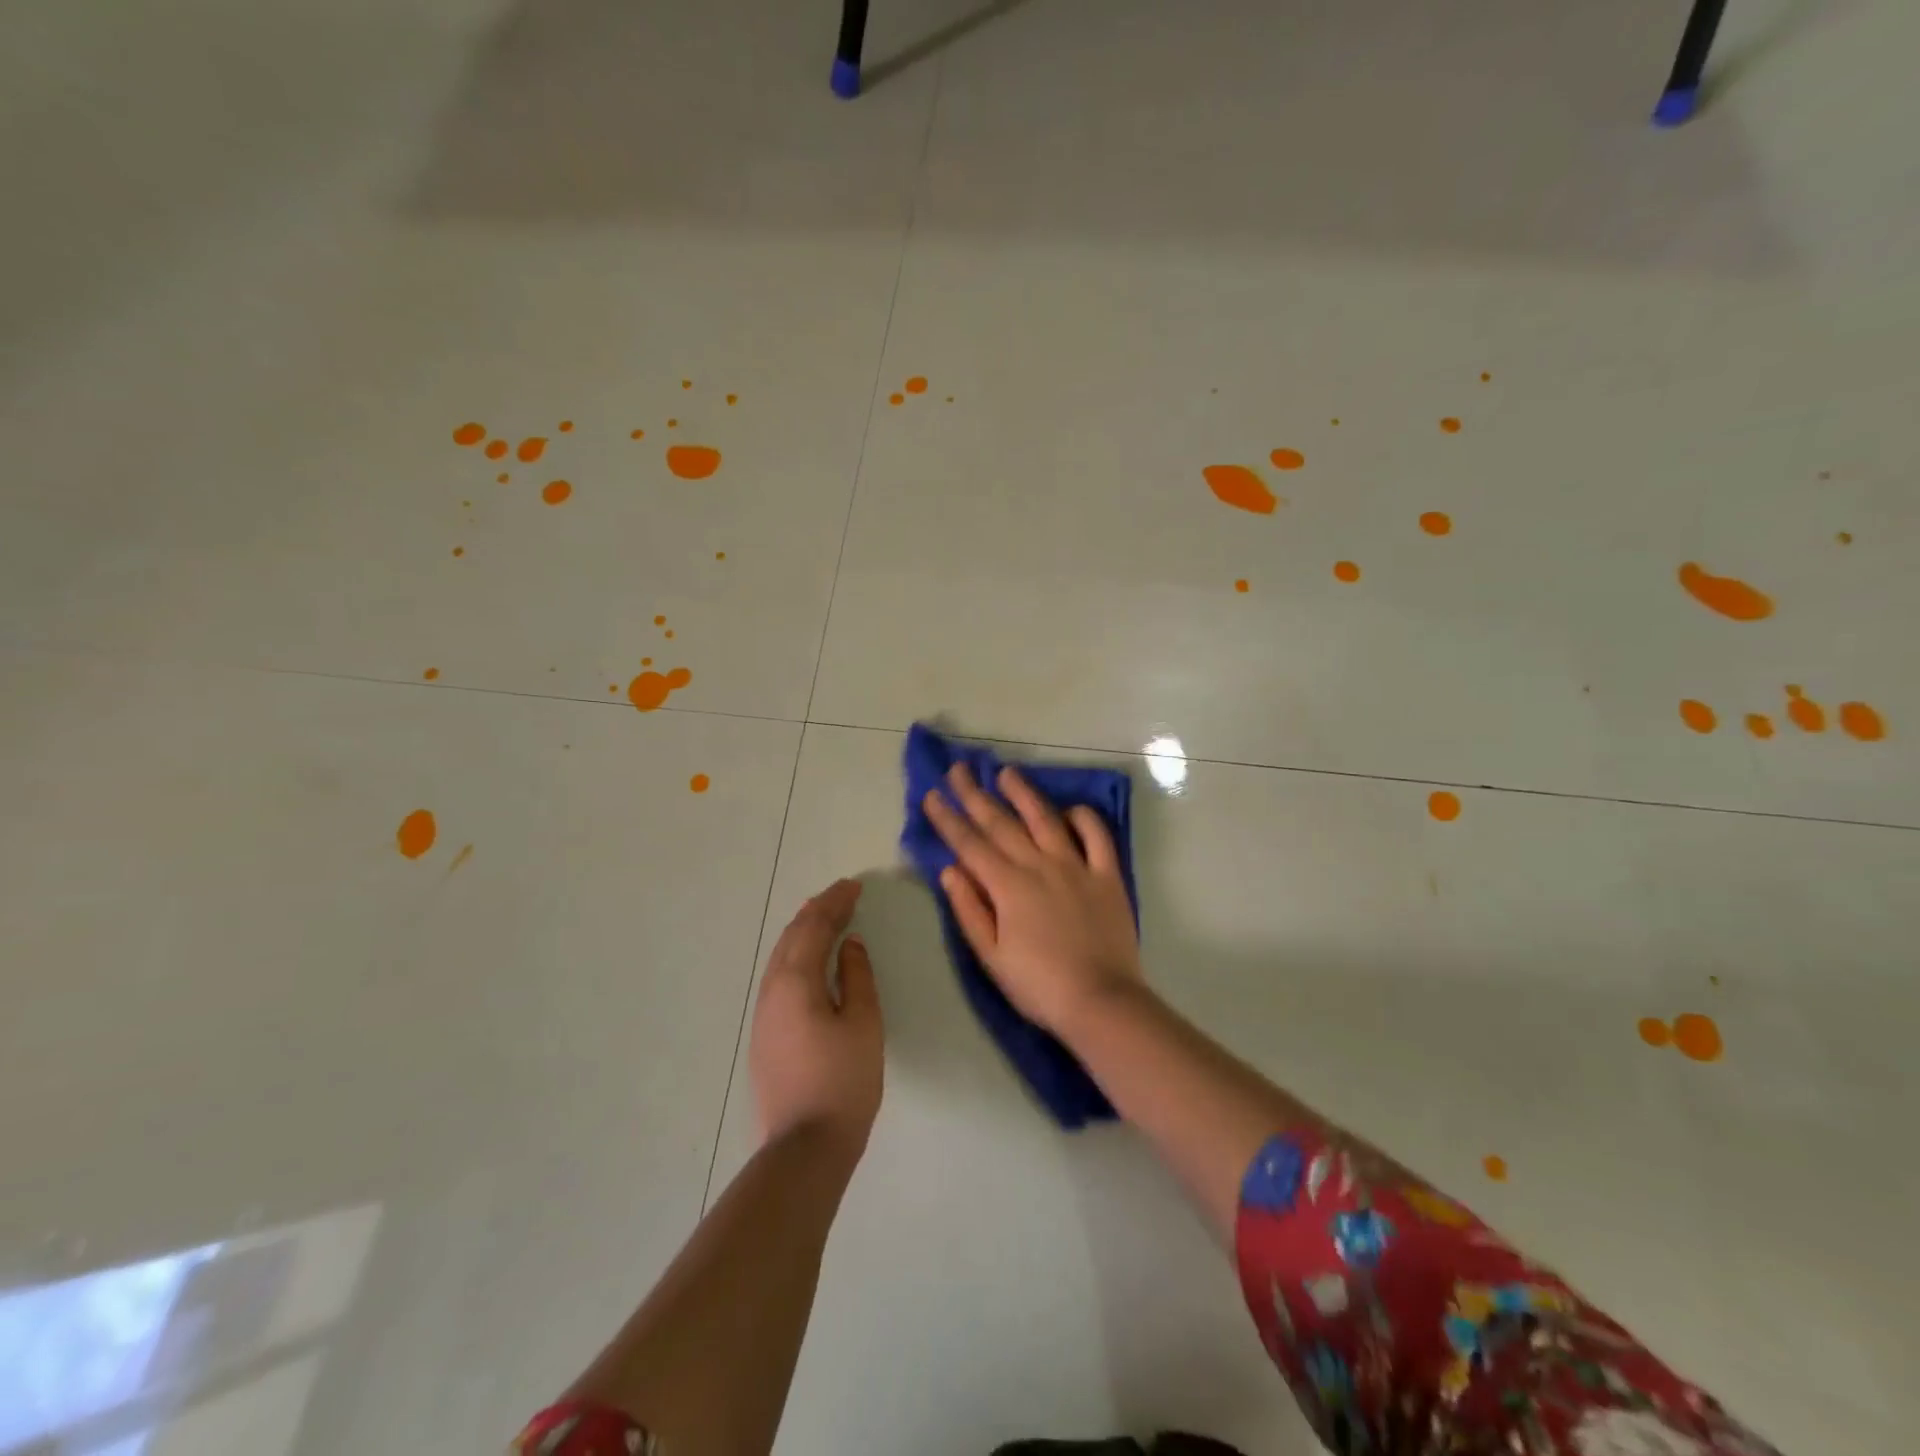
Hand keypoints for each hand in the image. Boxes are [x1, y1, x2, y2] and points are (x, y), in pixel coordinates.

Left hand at [749, 878, 883, 1161]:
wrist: (804, 1148)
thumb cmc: (843, 1081)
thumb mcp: (863, 1023)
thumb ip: (856, 977)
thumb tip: (849, 944)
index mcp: (796, 982)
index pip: (814, 928)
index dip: (835, 903)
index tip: (855, 886)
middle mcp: (771, 990)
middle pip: (792, 937)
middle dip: (816, 912)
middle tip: (841, 896)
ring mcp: (763, 1015)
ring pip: (781, 957)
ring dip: (803, 932)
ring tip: (824, 918)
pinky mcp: (763, 1036)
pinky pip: (779, 977)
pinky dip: (796, 955)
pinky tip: (809, 962)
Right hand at [923, 763, 1143, 1038]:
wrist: (1101, 1001)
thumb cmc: (1038, 985)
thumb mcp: (991, 957)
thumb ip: (969, 910)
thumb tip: (950, 870)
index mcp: (1008, 886)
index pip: (970, 844)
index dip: (948, 818)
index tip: (932, 795)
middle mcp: (1039, 865)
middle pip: (1001, 823)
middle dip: (975, 795)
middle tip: (959, 769)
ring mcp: (1076, 866)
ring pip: (1045, 818)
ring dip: (1023, 793)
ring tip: (1006, 773)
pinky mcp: (1107, 874)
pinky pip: (1096, 836)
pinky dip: (1083, 817)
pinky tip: (1069, 809)